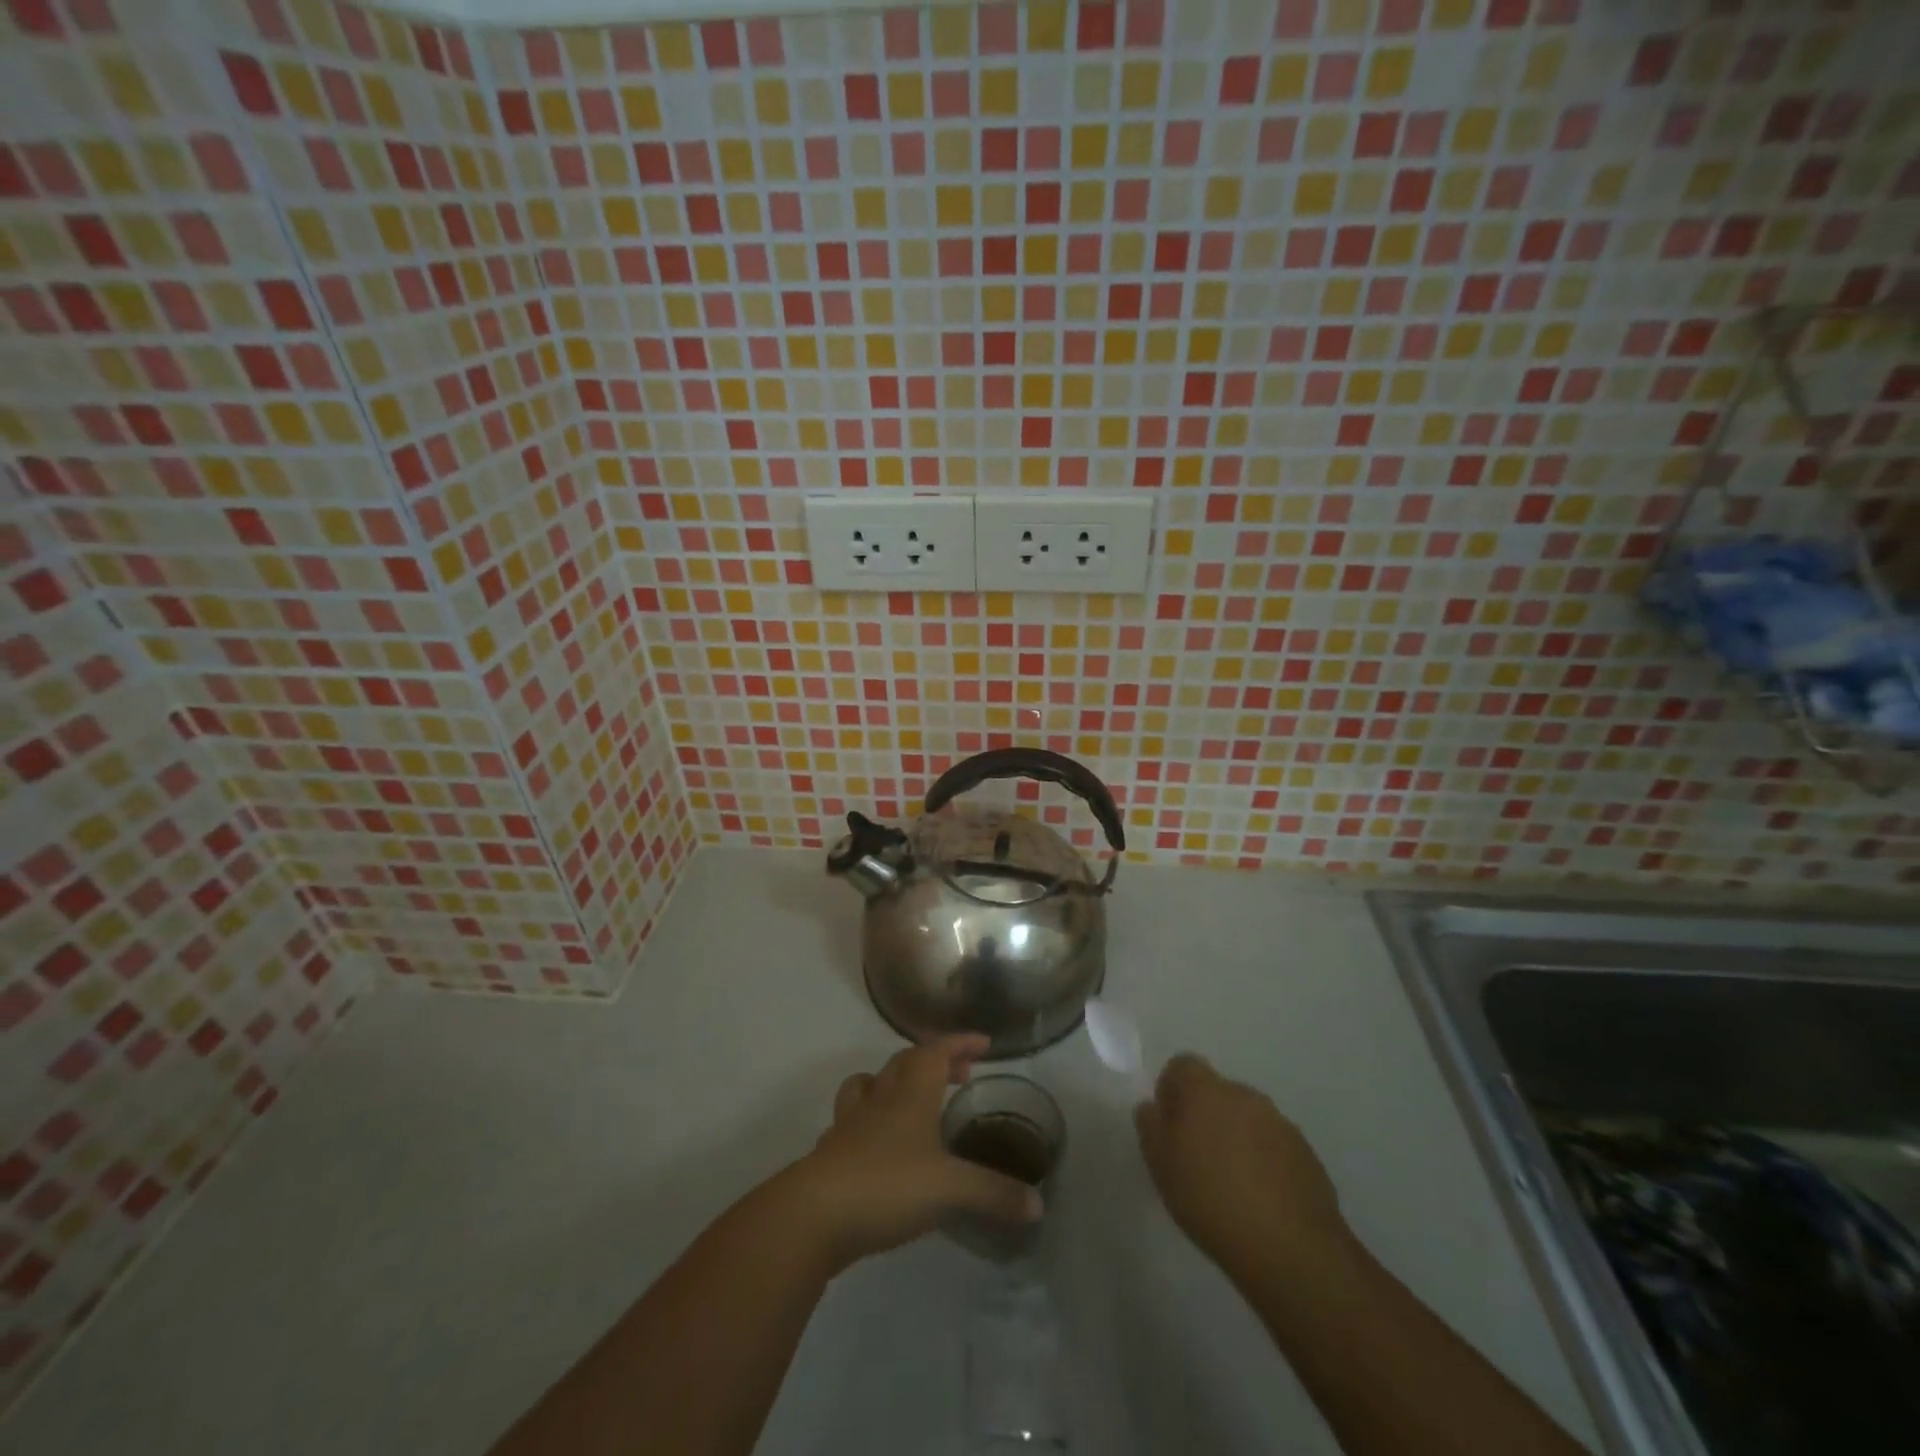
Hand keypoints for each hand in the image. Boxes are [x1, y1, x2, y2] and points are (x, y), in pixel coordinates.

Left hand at [782, 1035, 1041, 1272]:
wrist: (813, 1215)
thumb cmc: (887, 1185)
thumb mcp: (950, 1189)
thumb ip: (993, 1193)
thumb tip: (1038, 1205)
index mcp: (910, 1093)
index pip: (936, 1051)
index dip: (960, 1043)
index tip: (983, 1043)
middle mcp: (880, 1098)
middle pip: (905, 1063)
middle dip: (934, 1061)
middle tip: (959, 1076)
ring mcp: (850, 1124)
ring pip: (869, 1085)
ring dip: (892, 1083)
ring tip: (911, 1101)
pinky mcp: (831, 1152)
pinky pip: (851, 1123)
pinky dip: (867, 1123)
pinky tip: (877, 1147)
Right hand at [1134, 1053, 1349, 1281]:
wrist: (1290, 1248)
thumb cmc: (1210, 1199)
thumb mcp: (1160, 1164)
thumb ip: (1150, 1126)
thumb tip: (1153, 1107)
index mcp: (1206, 1090)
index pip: (1182, 1065)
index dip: (1171, 1090)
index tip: (1169, 1126)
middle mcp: (1245, 1095)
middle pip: (1217, 1092)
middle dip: (1206, 1115)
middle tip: (1197, 1158)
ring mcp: (1281, 1124)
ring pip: (1248, 1118)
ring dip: (1237, 1138)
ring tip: (1231, 1184)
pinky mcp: (1307, 1155)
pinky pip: (1275, 1146)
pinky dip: (1264, 1161)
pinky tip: (1261, 1200)